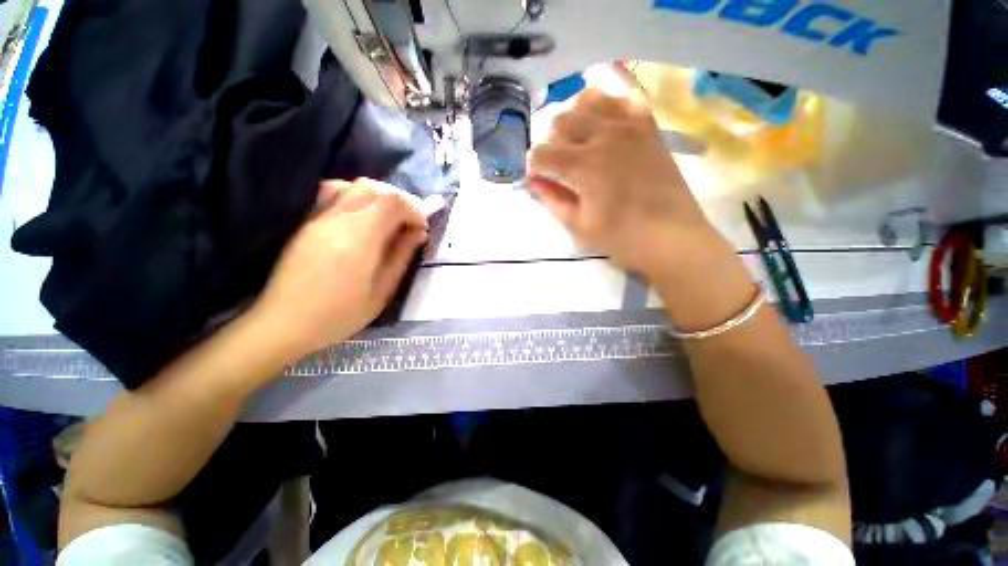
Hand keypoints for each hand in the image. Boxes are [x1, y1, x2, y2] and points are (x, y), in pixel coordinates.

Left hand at [249, 178, 432, 358]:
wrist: (284, 323)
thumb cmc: (339, 315)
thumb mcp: (382, 292)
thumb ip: (401, 256)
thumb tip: (418, 232)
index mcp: (359, 240)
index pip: (392, 202)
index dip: (414, 208)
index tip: (422, 226)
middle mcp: (337, 220)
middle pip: (374, 188)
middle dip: (400, 199)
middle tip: (411, 221)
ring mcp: (318, 217)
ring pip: (353, 185)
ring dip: (379, 196)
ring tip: (390, 218)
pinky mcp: (307, 220)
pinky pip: (335, 192)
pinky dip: (357, 196)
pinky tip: (363, 216)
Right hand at [527, 81, 721, 283]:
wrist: (670, 235)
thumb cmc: (620, 236)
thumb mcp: (578, 225)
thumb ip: (552, 199)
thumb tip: (535, 182)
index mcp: (584, 165)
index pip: (541, 153)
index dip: (533, 167)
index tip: (538, 180)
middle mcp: (603, 135)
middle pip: (560, 119)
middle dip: (550, 142)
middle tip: (557, 165)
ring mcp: (629, 125)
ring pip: (588, 99)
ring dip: (574, 118)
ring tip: (577, 141)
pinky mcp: (647, 126)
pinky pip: (622, 99)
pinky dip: (606, 107)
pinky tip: (604, 127)